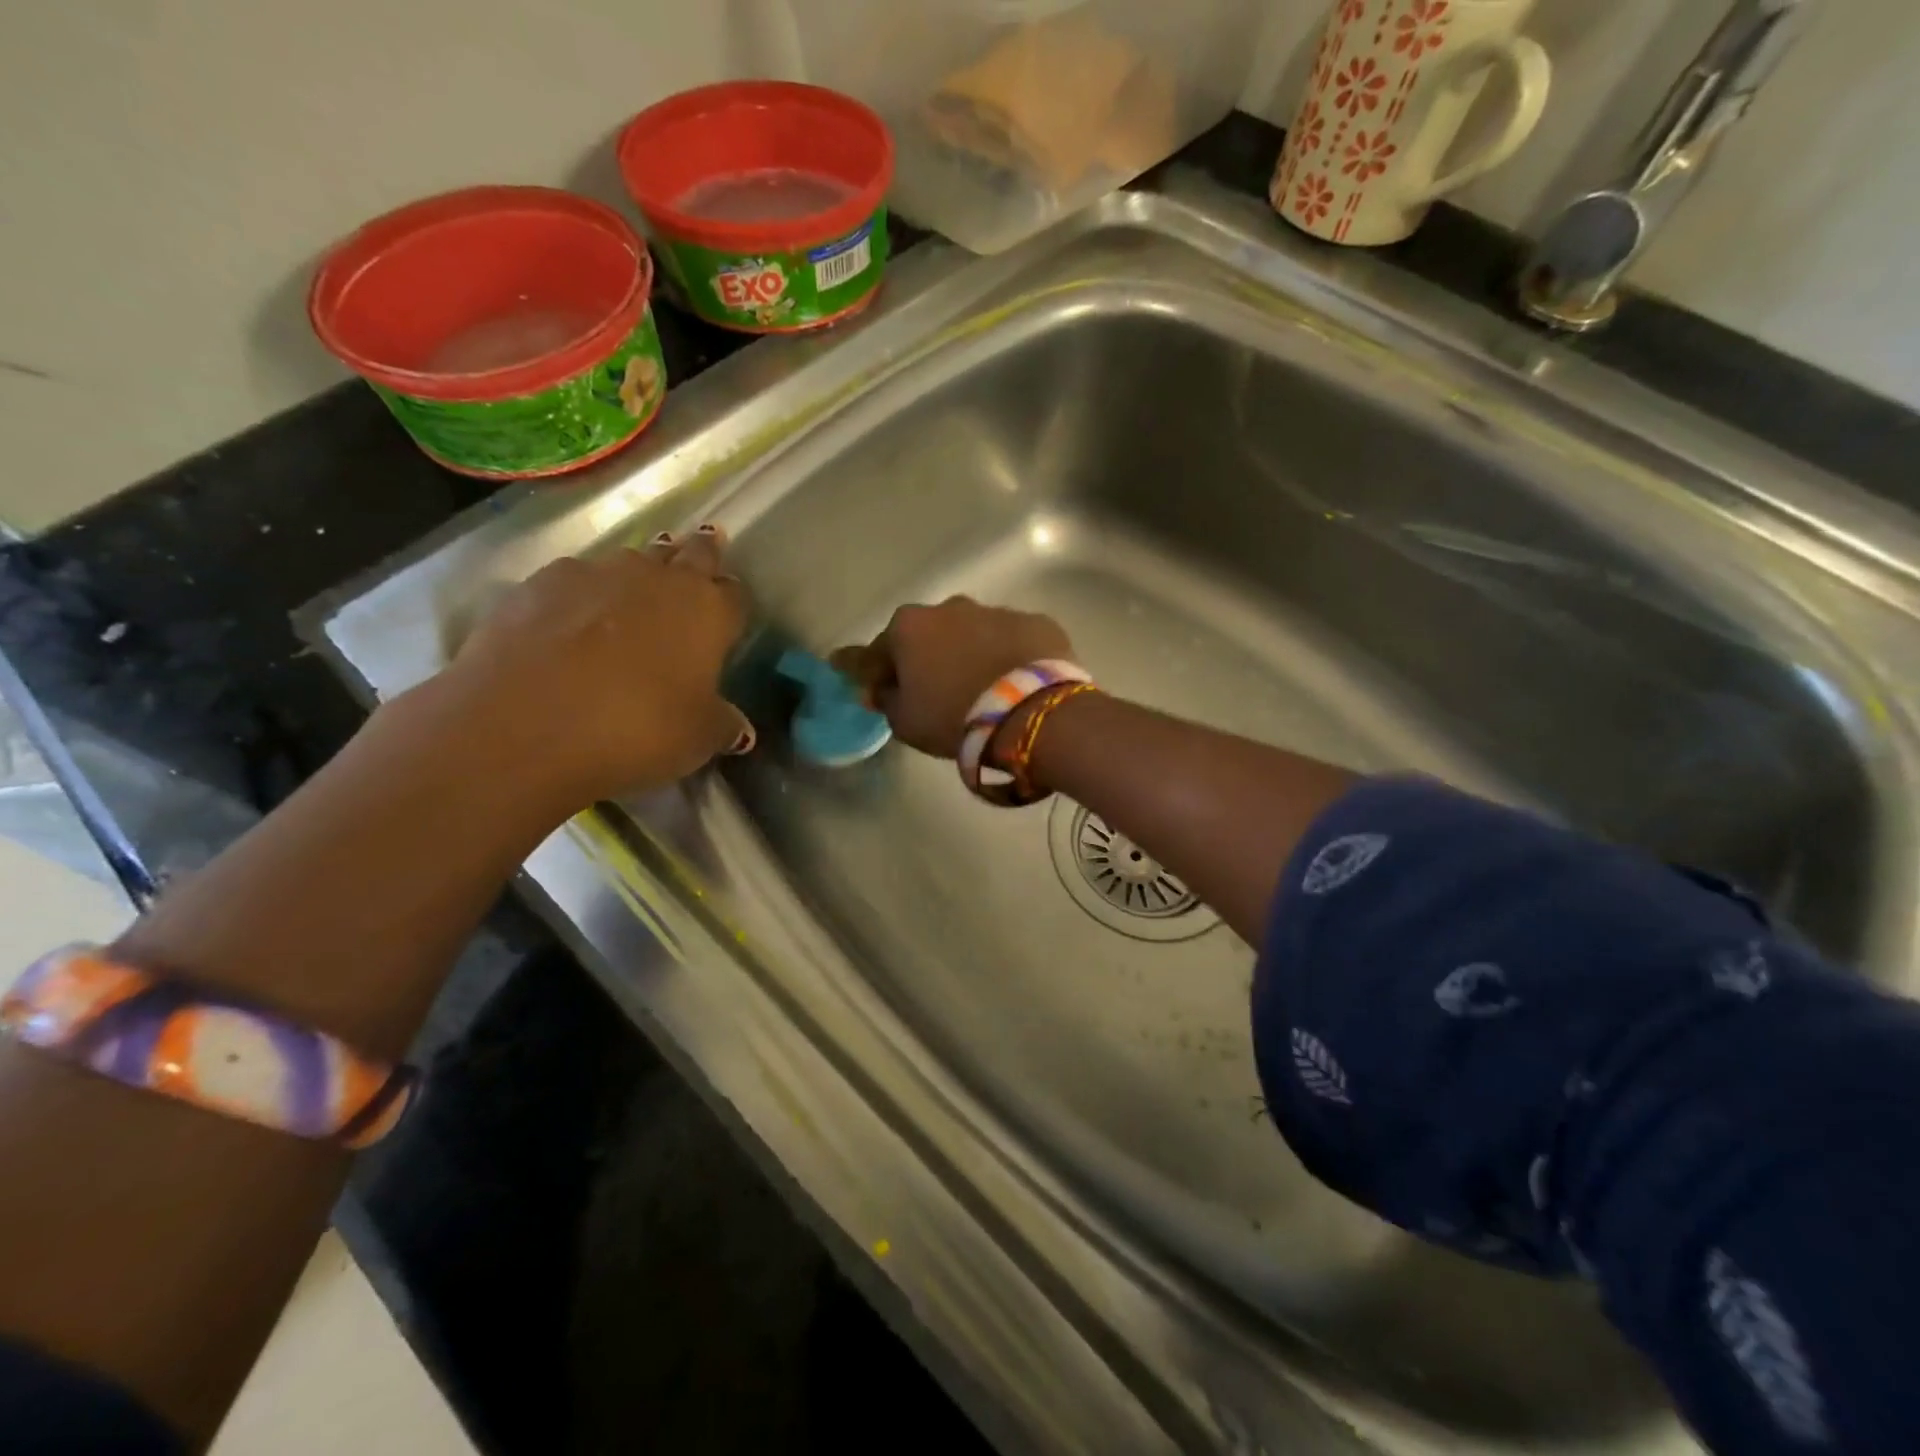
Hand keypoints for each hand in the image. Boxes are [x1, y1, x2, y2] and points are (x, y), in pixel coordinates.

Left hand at [434, 528, 752, 807]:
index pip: (734, 593)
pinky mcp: (541, 582)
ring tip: (634, 597)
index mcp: (707, 610)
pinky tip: (573, 621)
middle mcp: (658, 578)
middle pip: (690, 553)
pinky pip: (577, 578)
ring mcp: (597, 573)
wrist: (526, 726)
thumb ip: (723, 724)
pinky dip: (583, 594)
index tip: (729, 615)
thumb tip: (737, 726)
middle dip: (698, 556)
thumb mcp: (697, 740)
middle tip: (700, 560)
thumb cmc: (637, 730)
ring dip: (640, 574)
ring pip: (632, 561)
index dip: (732, 603)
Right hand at [835, 597, 1073, 758]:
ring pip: (973, 634)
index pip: (875, 651)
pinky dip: (1009, 657)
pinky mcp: (1036, 623)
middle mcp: (950, 607)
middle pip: (927, 635)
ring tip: (981, 689)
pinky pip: (1013, 641)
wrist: (1030, 713)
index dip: (870, 674)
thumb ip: (886, 699)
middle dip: (926, 658)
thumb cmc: (954, 717)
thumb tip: (881, 688)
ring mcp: (996, 611)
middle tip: (934, 692)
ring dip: (970, 654)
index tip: (872, 691)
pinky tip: (1016, 683)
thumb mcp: (905, 722)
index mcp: (909, 627)